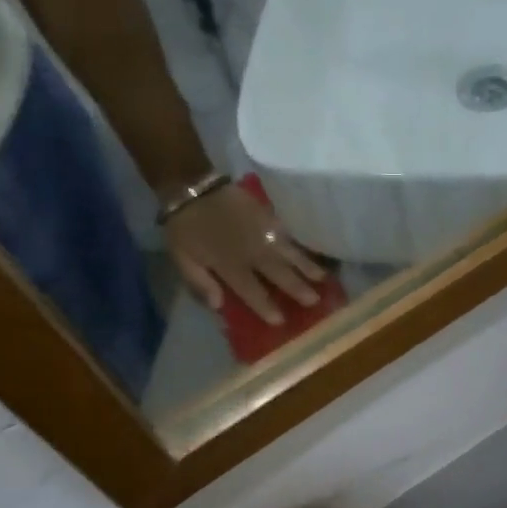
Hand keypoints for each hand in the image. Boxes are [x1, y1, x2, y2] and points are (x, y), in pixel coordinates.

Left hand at [164, 180, 329, 325]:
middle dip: (297, 288)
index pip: (252, 291)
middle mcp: (251, 251)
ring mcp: (262, 232)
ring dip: (307, 266)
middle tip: (315, 301)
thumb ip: (200, 283)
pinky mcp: (266, 215)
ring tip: (323, 278)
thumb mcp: (182, 260)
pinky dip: (299, 244)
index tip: (281, 320)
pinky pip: (287, 233)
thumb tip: (218, 306)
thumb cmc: (184, 228)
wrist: (191, 187)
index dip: (266, 306)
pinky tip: (311, 251)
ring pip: (289, 252)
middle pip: (279, 273)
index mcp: (230, 265)